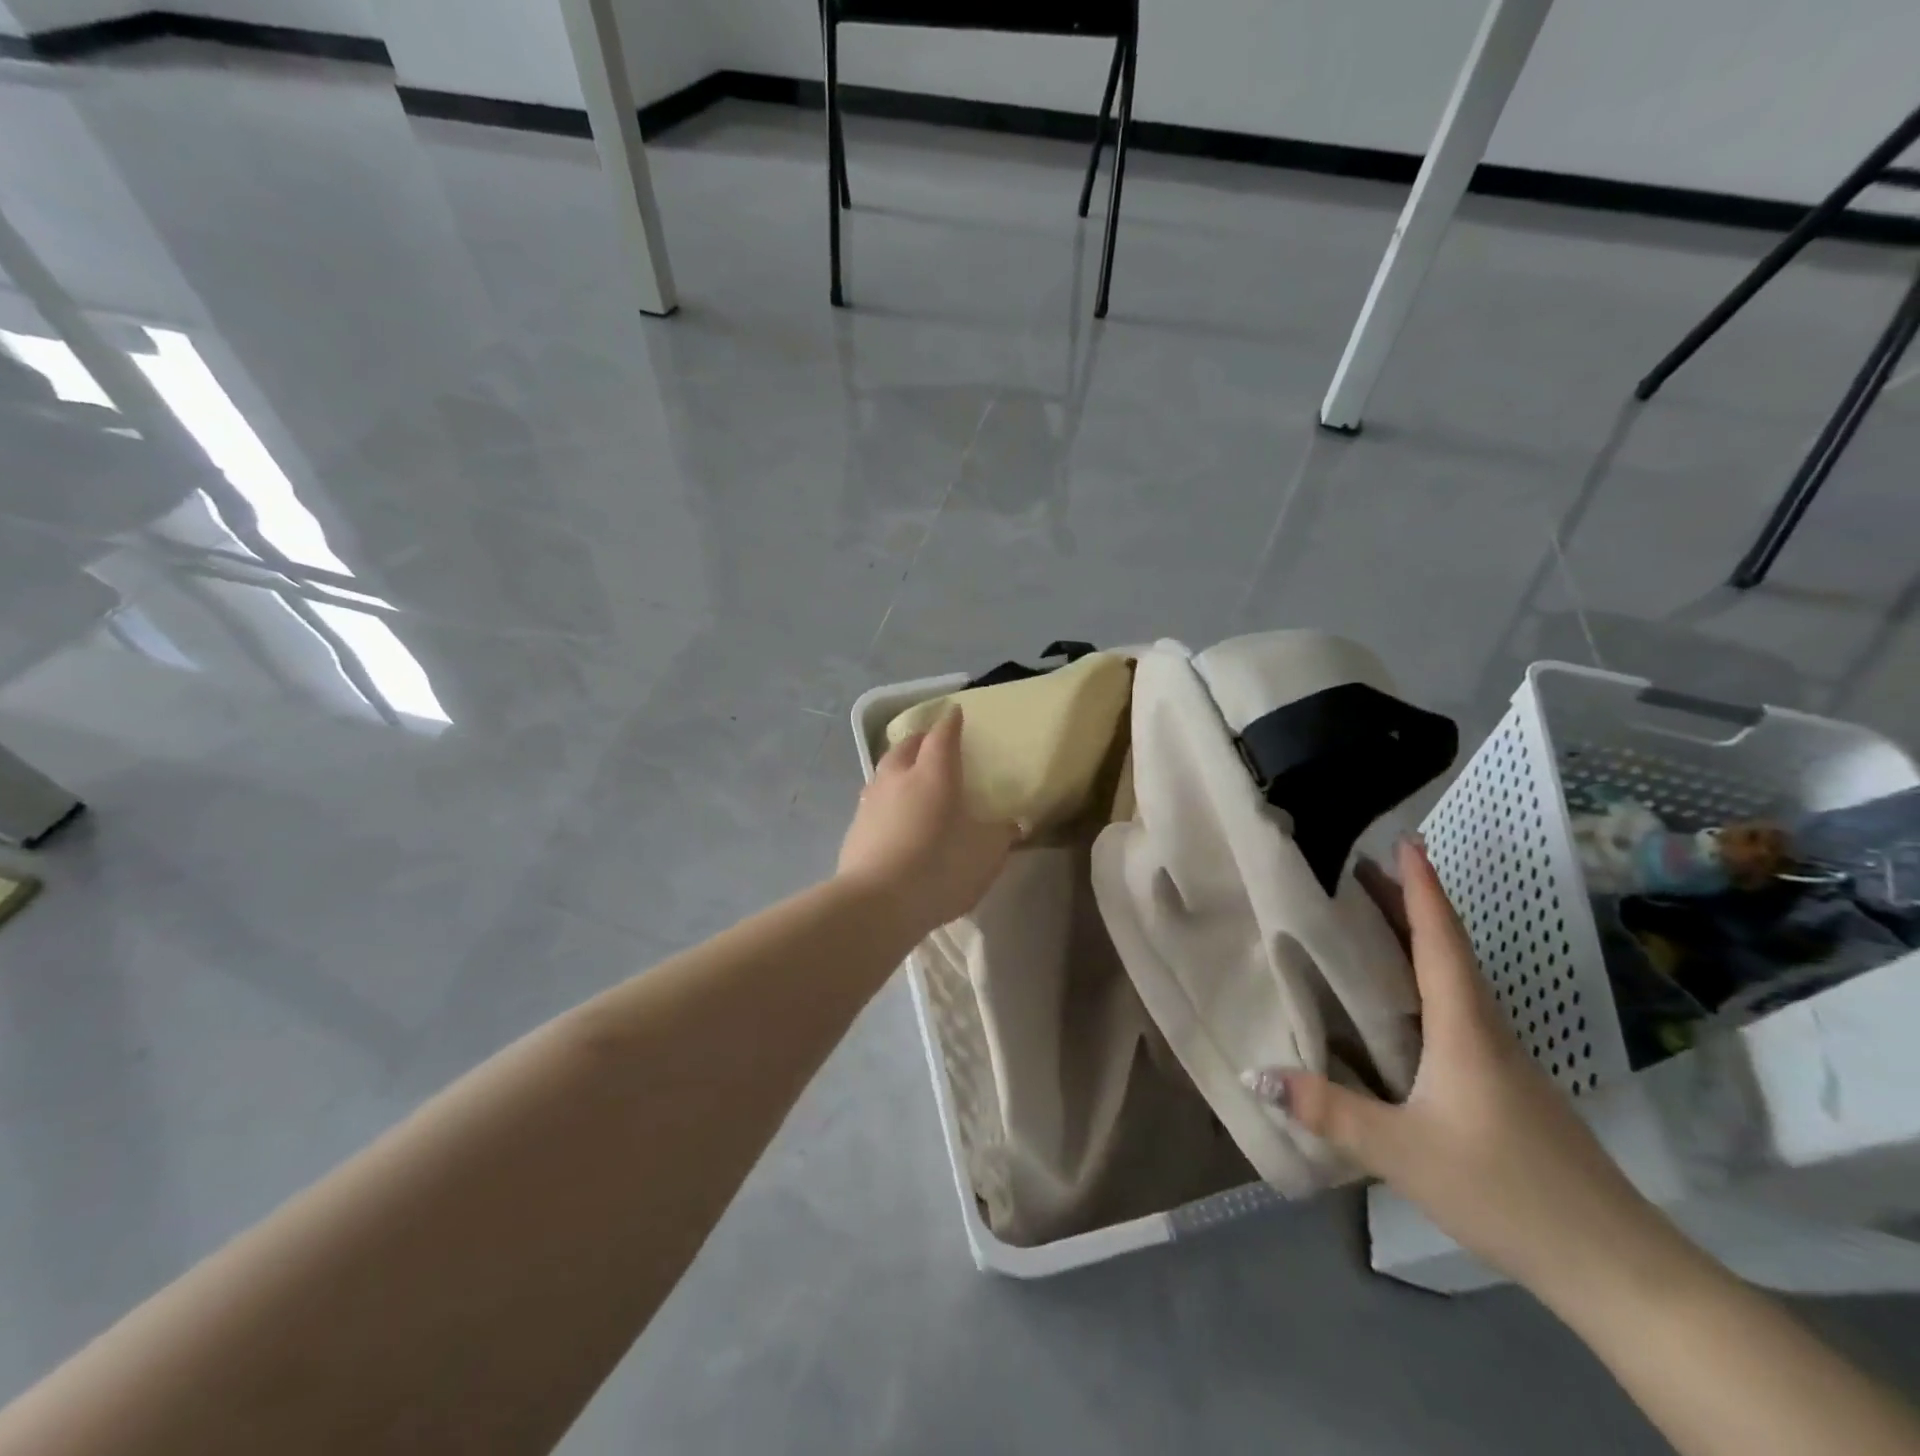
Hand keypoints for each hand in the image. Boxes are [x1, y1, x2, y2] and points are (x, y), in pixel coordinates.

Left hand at [838, 708, 1014, 939]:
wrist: (876, 903)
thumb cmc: (940, 867)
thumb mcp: (986, 854)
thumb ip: (1001, 834)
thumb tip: (1012, 823)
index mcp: (933, 773)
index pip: (942, 735)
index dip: (950, 722)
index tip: (955, 712)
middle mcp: (897, 778)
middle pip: (906, 746)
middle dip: (920, 739)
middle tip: (931, 742)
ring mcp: (870, 802)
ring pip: (884, 771)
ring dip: (898, 768)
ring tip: (909, 777)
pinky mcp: (854, 829)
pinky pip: (873, 801)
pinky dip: (886, 800)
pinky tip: (893, 816)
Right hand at [1262, 840, 1688, 1302]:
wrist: (1617, 1264)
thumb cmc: (1507, 1190)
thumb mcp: (1401, 1152)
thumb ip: (1328, 1110)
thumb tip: (1256, 1071)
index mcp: (1464, 1026)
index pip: (1439, 938)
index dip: (1420, 887)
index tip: (1404, 840)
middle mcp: (1485, 1026)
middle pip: (1445, 945)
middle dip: (1407, 900)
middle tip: (1361, 866)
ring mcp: (1500, 1054)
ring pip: (1453, 974)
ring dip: (1416, 935)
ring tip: (1371, 915)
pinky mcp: (1504, 1080)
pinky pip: (1456, 1004)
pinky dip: (1425, 975)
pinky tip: (1401, 995)